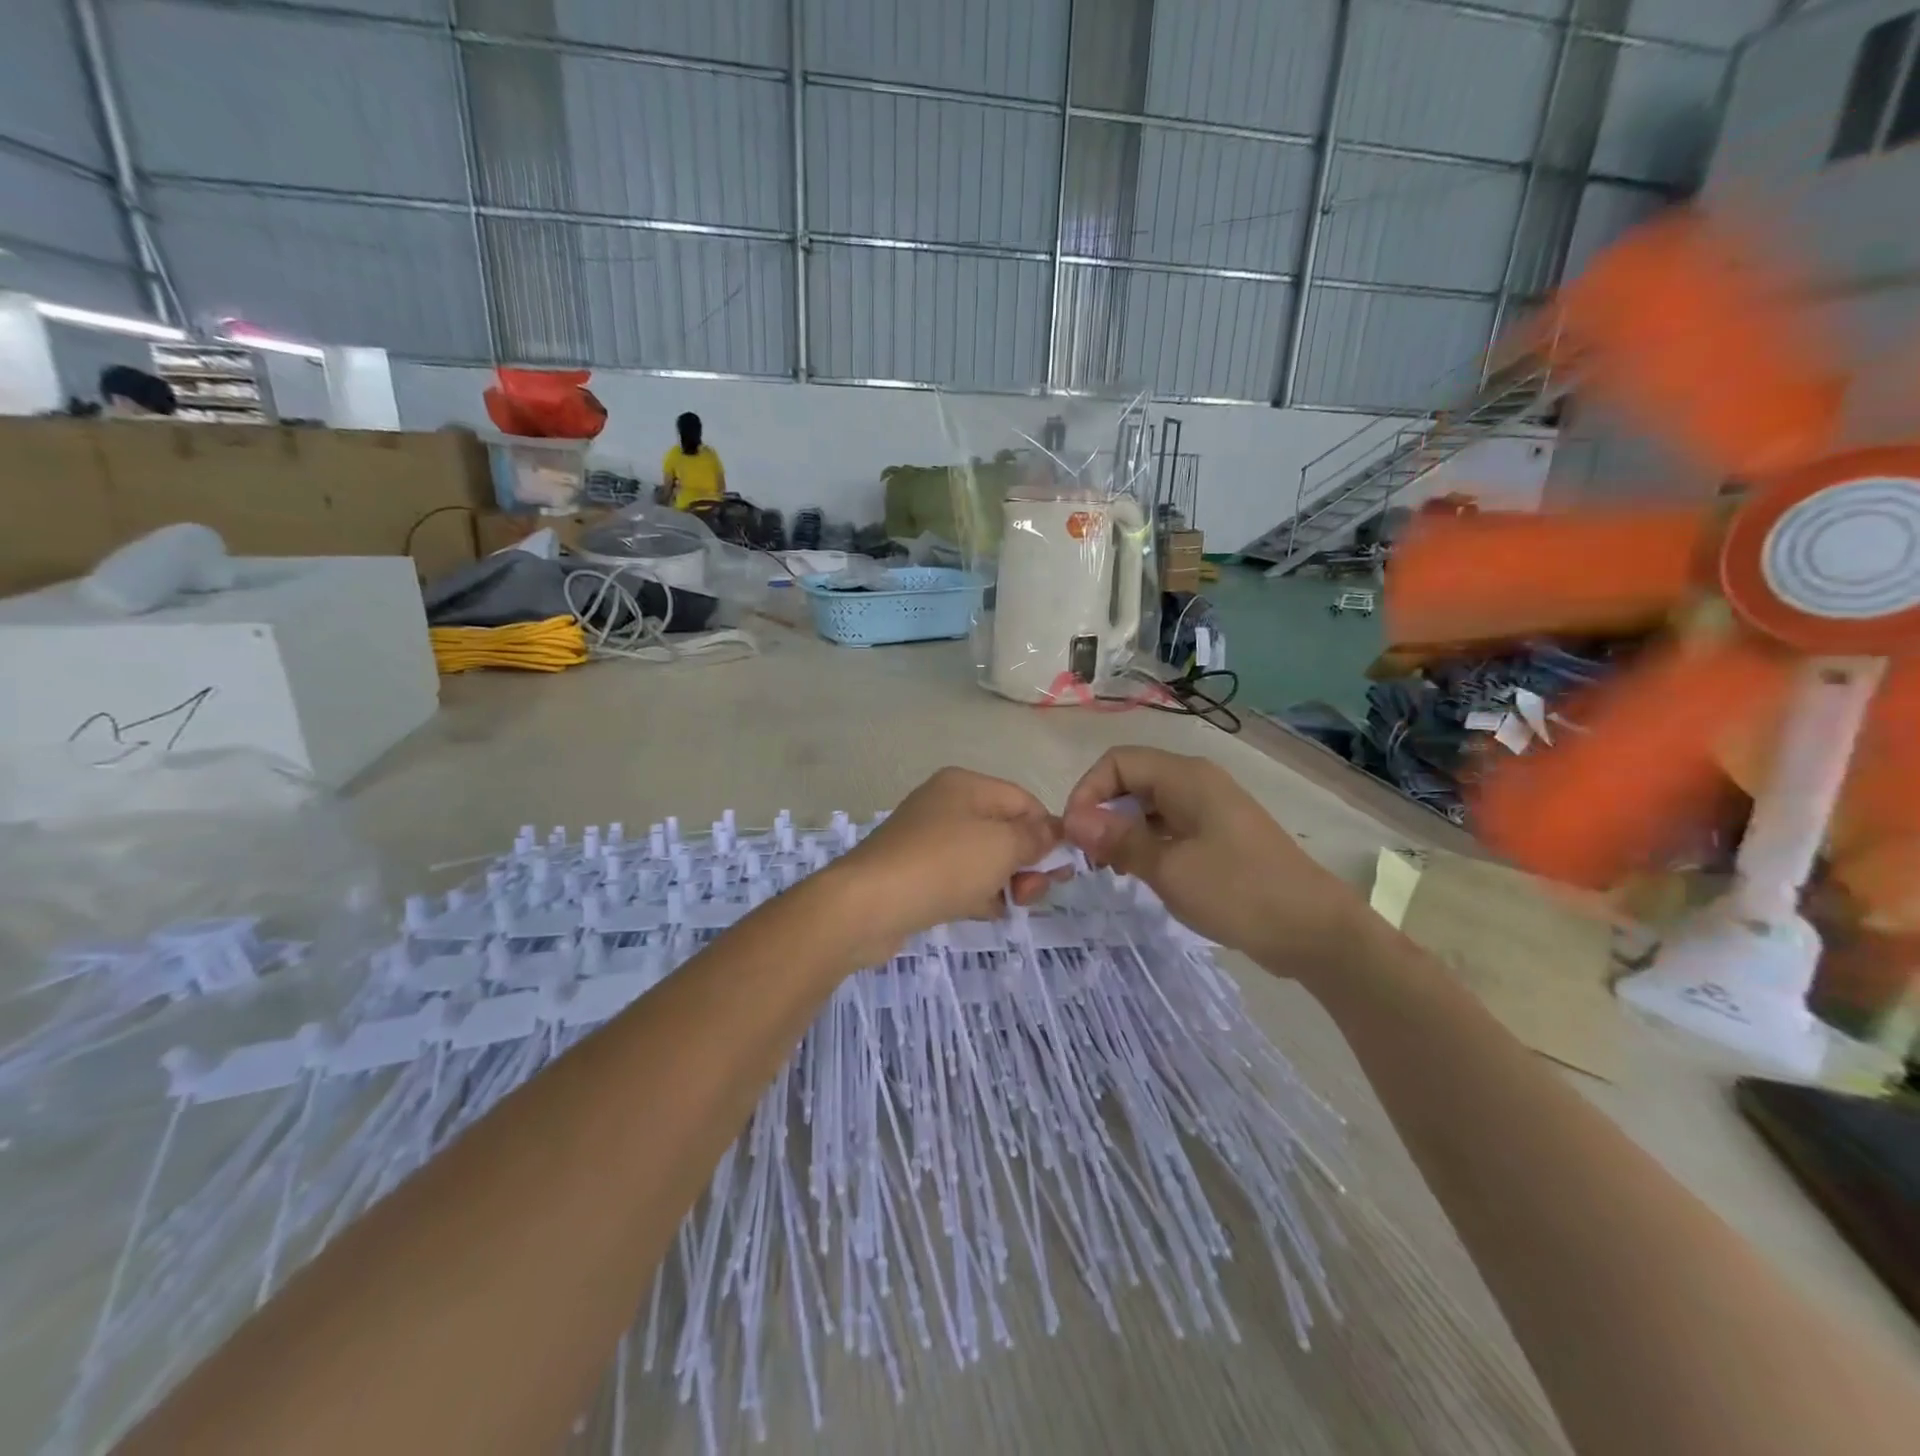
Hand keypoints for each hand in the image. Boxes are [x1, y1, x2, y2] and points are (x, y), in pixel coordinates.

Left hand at [829, 768, 1064, 960]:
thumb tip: (1054, 831)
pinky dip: (977, 894)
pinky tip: (984, 913)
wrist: (867, 905)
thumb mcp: (1002, 845)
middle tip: (1031, 894)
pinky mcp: (916, 873)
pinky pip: (959, 879)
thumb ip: (1035, 837)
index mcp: (965, 785)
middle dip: (1026, 862)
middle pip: (1004, 830)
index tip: (1060, 868)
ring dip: (1004, 882)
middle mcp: (945, 805)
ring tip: (1009, 907)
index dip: (1047, 832)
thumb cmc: (943, 864)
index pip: (1023, 801)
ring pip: (984, 858)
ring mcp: (928, 840)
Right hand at [1062, 747, 1366, 963]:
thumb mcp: (1168, 868)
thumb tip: (1073, 819)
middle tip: (1089, 857)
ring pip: (1150, 804)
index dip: (1087, 791)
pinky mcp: (1221, 833)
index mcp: (1186, 777)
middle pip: (1132, 779)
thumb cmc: (1238, 892)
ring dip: (1123, 829)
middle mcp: (1197, 782)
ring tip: (1111, 869)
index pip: (1117, 762)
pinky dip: (1148, 841)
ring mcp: (1212, 807)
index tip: (1074, 835)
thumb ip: (1118, 840)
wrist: (1314, 930)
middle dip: (1103, 811)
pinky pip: (1171, 824)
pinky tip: (1142, 872)